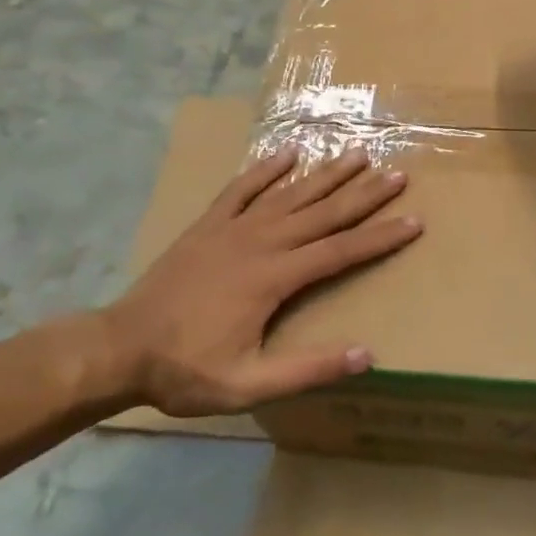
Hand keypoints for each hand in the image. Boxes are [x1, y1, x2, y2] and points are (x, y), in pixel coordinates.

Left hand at [106, 146, 420, 415]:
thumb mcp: (248, 384)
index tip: (414, 220)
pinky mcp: (209, 224)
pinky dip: (266, 168)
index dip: (380, 236)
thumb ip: (306, 369)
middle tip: (398, 174)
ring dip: (327, 174)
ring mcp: (233, 228)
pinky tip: (288, 152)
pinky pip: (243, 188)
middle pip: (323, 212)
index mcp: (274, 277)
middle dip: (364, 193)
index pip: (341, 251)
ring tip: (357, 153)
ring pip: (290, 193)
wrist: (120, 347)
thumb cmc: (186, 369)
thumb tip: (365, 354)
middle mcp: (260, 242)